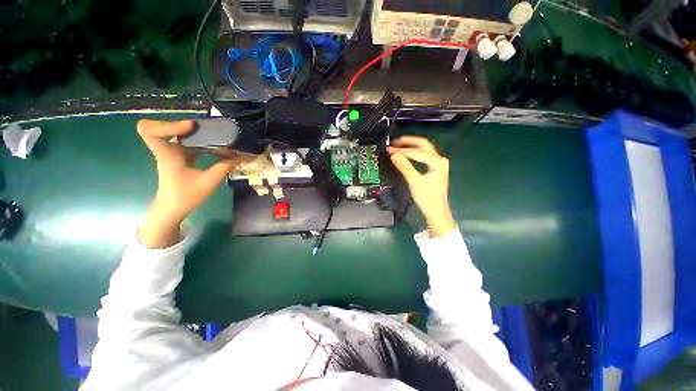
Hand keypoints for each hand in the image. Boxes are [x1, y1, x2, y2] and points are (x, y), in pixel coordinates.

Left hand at [136, 119, 246, 247]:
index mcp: (166, 155)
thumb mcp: (209, 182)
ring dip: (190, 132)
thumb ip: (225, 167)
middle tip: (202, 127)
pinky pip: (184, 142)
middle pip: (161, 127)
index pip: (149, 131)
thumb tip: (242, 156)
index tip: (190, 126)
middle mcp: (166, 150)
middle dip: (180, 124)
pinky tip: (210, 144)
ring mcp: (172, 154)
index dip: (167, 124)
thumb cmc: (186, 197)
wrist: (173, 210)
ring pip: (174, 134)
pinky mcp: (178, 158)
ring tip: (209, 133)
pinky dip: (196, 140)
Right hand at [387, 136, 455, 237]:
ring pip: (423, 149)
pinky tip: (405, 154)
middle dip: (408, 142)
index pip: (416, 152)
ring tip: (397, 146)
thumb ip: (404, 167)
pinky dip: (413, 153)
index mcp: (437, 162)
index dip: (401, 150)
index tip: (389, 150)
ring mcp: (438, 163)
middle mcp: (440, 159)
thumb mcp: (414, 182)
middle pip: (423, 145)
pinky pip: (423, 155)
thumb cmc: (427, 198)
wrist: (436, 211)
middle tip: (393, 143)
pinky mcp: (434, 168)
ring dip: (410, 146)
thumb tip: (393, 154)